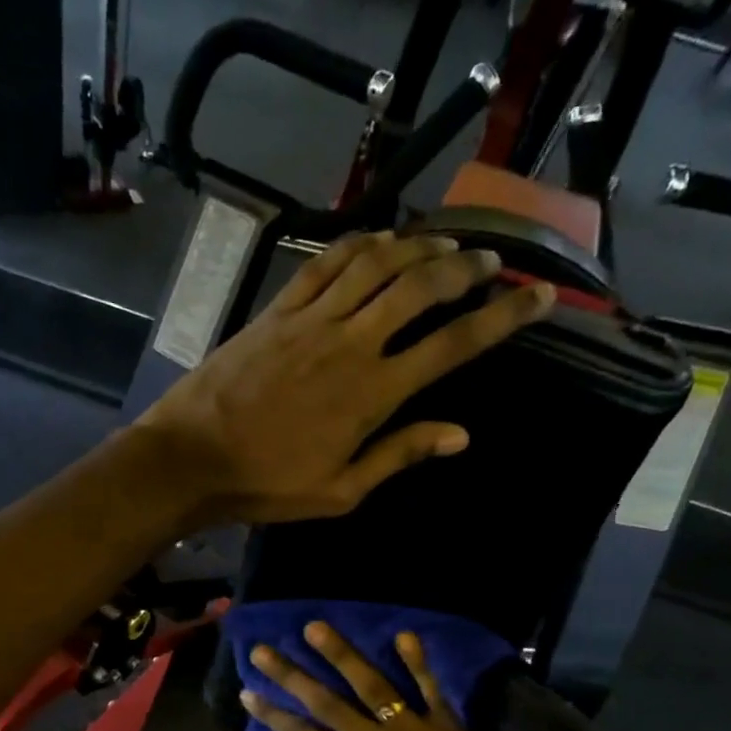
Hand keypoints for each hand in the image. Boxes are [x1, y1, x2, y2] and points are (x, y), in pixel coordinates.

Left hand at [137, 232, 554, 525]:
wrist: (191, 460)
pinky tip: (381, 239)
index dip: (502, 318)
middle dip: (466, 269)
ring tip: (447, 243)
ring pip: (378, 264)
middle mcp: (351, 343)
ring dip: (419, 247)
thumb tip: (461, 434)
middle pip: (421, 287)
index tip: (539, 296)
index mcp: (373, 393)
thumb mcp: (340, 491)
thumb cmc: (267, 486)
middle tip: (492, 263)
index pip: (453, 345)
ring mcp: (311, 320)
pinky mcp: (278, 310)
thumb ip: (400, 455)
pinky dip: (360, 244)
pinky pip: (326, 263)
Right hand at [239, 621, 546, 730]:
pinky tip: (403, 635)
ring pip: (370, 682)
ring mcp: (409, 725)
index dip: (271, 714)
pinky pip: (428, 686)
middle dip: (290, 674)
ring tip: (315, 627)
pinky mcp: (444, 721)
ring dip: (340, 653)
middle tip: (263, 649)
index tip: (248, 692)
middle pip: (324, 700)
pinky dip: (417, 661)